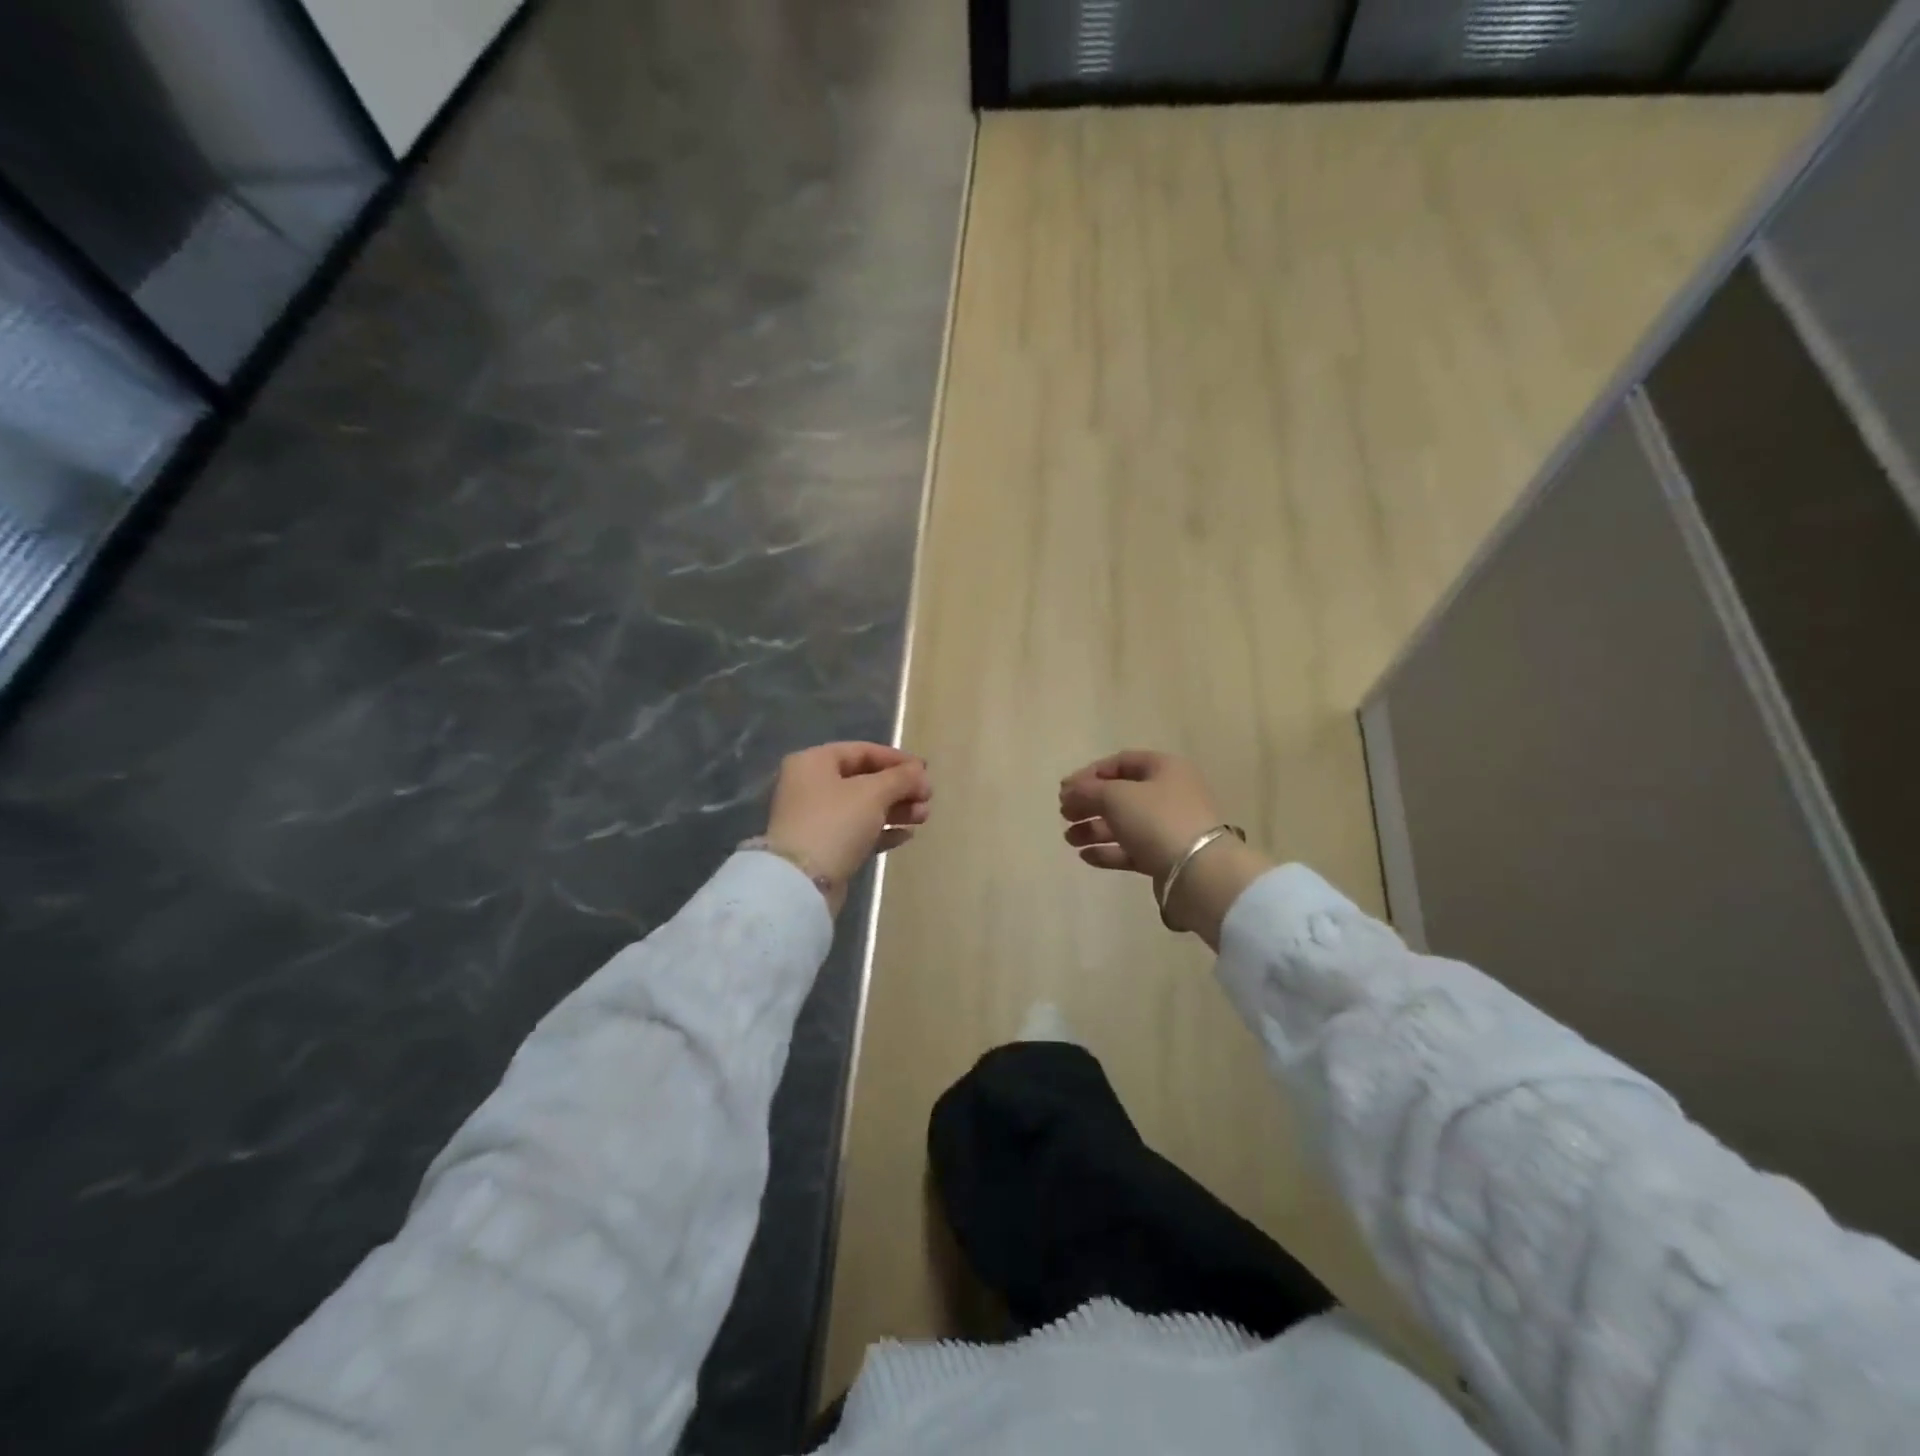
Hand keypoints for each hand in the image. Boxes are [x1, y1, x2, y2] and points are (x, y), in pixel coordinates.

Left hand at [765, 743, 931, 914]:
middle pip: (864, 780)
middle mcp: (810, 786)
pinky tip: (906, 835)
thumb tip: (919, 772)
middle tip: (928, 798)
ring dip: (896, 809)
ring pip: (863, 807)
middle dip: (899, 788)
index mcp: (813, 762)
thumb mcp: (873, 793)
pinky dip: (882, 830)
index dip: (896, 759)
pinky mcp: (824, 847)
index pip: (862, 751)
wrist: (802, 882)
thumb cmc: (835, 823)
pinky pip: (858, 831)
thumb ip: (900, 778)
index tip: (925, 771)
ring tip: (923, 817)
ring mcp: (815, 818)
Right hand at [1058, 750, 1226, 880]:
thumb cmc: (1157, 820)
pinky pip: (1131, 848)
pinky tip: (1085, 856)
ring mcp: (1169, 827)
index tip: (1065, 790)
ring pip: (1124, 823)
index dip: (1090, 773)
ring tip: (1069, 839)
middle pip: (1121, 794)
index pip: (1121, 762)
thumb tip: (1069, 791)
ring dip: (1094, 829)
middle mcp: (1170, 793)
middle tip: (1064, 814)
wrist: (1198, 872)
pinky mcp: (1165, 856)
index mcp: (1164, 768)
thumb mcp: (1116, 796)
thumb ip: (1087, 790)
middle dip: (1089, 803)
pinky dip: (1108, 850)